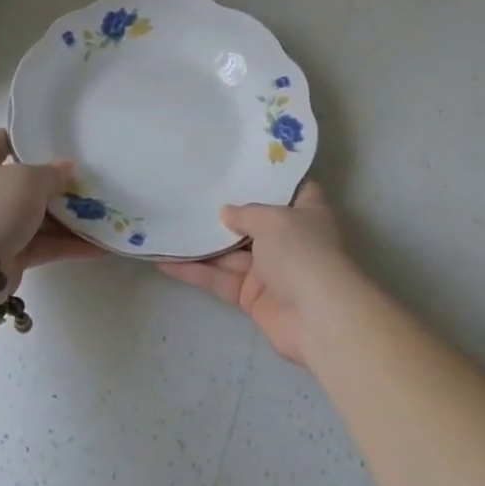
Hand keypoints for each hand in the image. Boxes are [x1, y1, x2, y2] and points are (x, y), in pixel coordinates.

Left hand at [0, 128, 103, 287]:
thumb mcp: (28, 179)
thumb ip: (52, 173)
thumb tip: (66, 168)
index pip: (0, 140)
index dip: (26, 139)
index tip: (57, 142)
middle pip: (24, 182)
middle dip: (56, 185)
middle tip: (88, 181)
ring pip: (36, 216)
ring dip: (67, 217)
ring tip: (103, 214)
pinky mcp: (7, 253)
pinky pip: (41, 244)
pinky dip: (67, 244)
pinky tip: (99, 245)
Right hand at [158, 181, 357, 364]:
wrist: (318, 318)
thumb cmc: (302, 253)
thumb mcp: (273, 220)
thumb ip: (246, 213)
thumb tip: (226, 212)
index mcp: (305, 214)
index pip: (290, 190)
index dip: (268, 179)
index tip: (239, 167)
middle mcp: (289, 240)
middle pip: (252, 222)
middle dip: (225, 212)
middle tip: (190, 193)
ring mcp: (269, 270)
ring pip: (229, 253)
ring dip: (201, 243)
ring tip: (169, 225)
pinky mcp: (251, 298)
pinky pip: (220, 279)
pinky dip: (195, 272)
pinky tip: (166, 261)